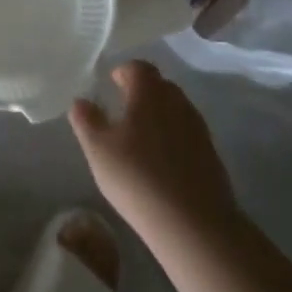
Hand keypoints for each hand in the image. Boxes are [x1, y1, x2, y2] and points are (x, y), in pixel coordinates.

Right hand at [70, 61, 237, 248]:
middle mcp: (177, 102)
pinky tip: (161, 161)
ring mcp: (198, 129)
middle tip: (123, 108)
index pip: (139, 68)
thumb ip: (86, 120)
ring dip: (159, 115)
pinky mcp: (211, 155)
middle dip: (142, 91)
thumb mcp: (98, 149)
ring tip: (140, 136)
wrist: (194, 224)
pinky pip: (187, 134)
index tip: (112, 83)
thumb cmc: (138, 178)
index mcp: (150, 93)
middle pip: (160, 85)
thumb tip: (80, 101)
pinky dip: (173, 137)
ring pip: (176, 109)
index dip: (124, 71)